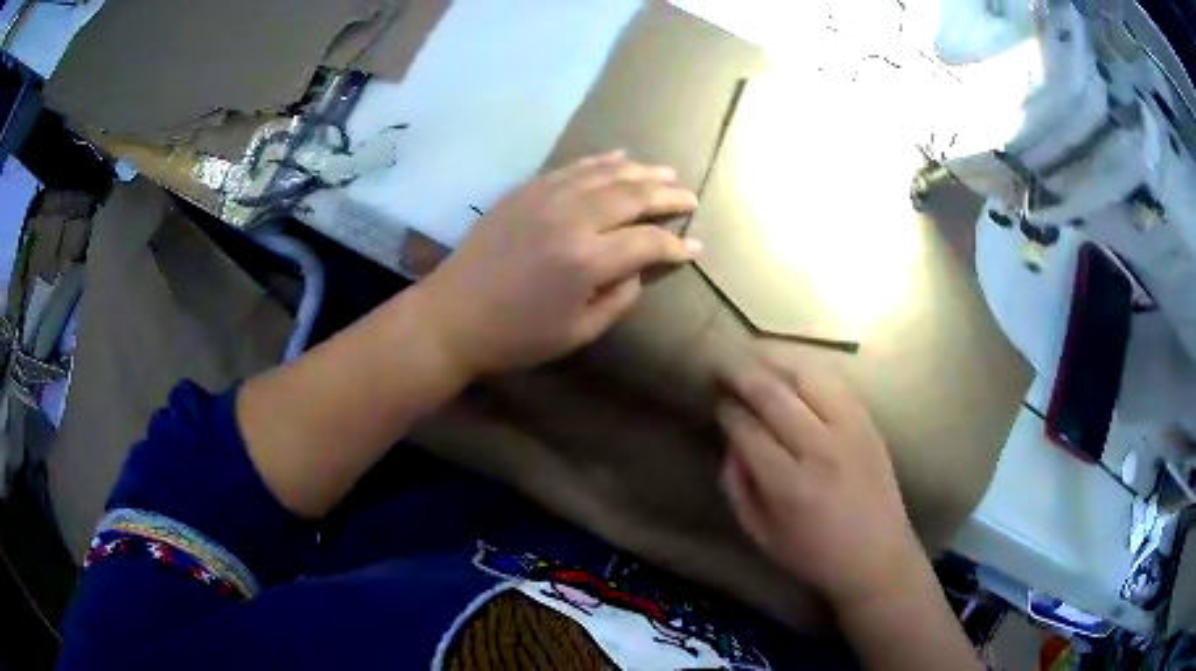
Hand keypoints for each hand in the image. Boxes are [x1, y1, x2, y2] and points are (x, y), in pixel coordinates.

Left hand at [417, 150, 699, 376]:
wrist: (453, 315)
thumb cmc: (516, 335)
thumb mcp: (577, 333)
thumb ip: (618, 300)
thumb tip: (638, 270)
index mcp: (588, 261)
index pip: (648, 242)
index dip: (676, 245)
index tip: (694, 247)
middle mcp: (572, 218)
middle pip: (633, 196)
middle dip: (668, 195)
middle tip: (690, 196)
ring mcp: (547, 197)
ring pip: (606, 174)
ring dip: (641, 171)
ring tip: (666, 172)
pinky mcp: (526, 190)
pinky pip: (573, 167)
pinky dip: (601, 161)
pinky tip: (619, 157)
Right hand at [716, 353, 927, 611]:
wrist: (877, 557)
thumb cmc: (814, 554)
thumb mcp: (761, 535)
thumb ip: (737, 488)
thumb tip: (730, 443)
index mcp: (788, 485)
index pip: (747, 429)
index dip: (727, 410)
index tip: (717, 401)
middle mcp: (819, 449)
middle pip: (772, 394)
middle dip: (741, 373)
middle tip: (721, 362)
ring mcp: (849, 431)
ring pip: (806, 378)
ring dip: (775, 362)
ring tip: (754, 355)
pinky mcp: (869, 424)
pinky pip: (836, 384)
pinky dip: (810, 371)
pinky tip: (794, 369)